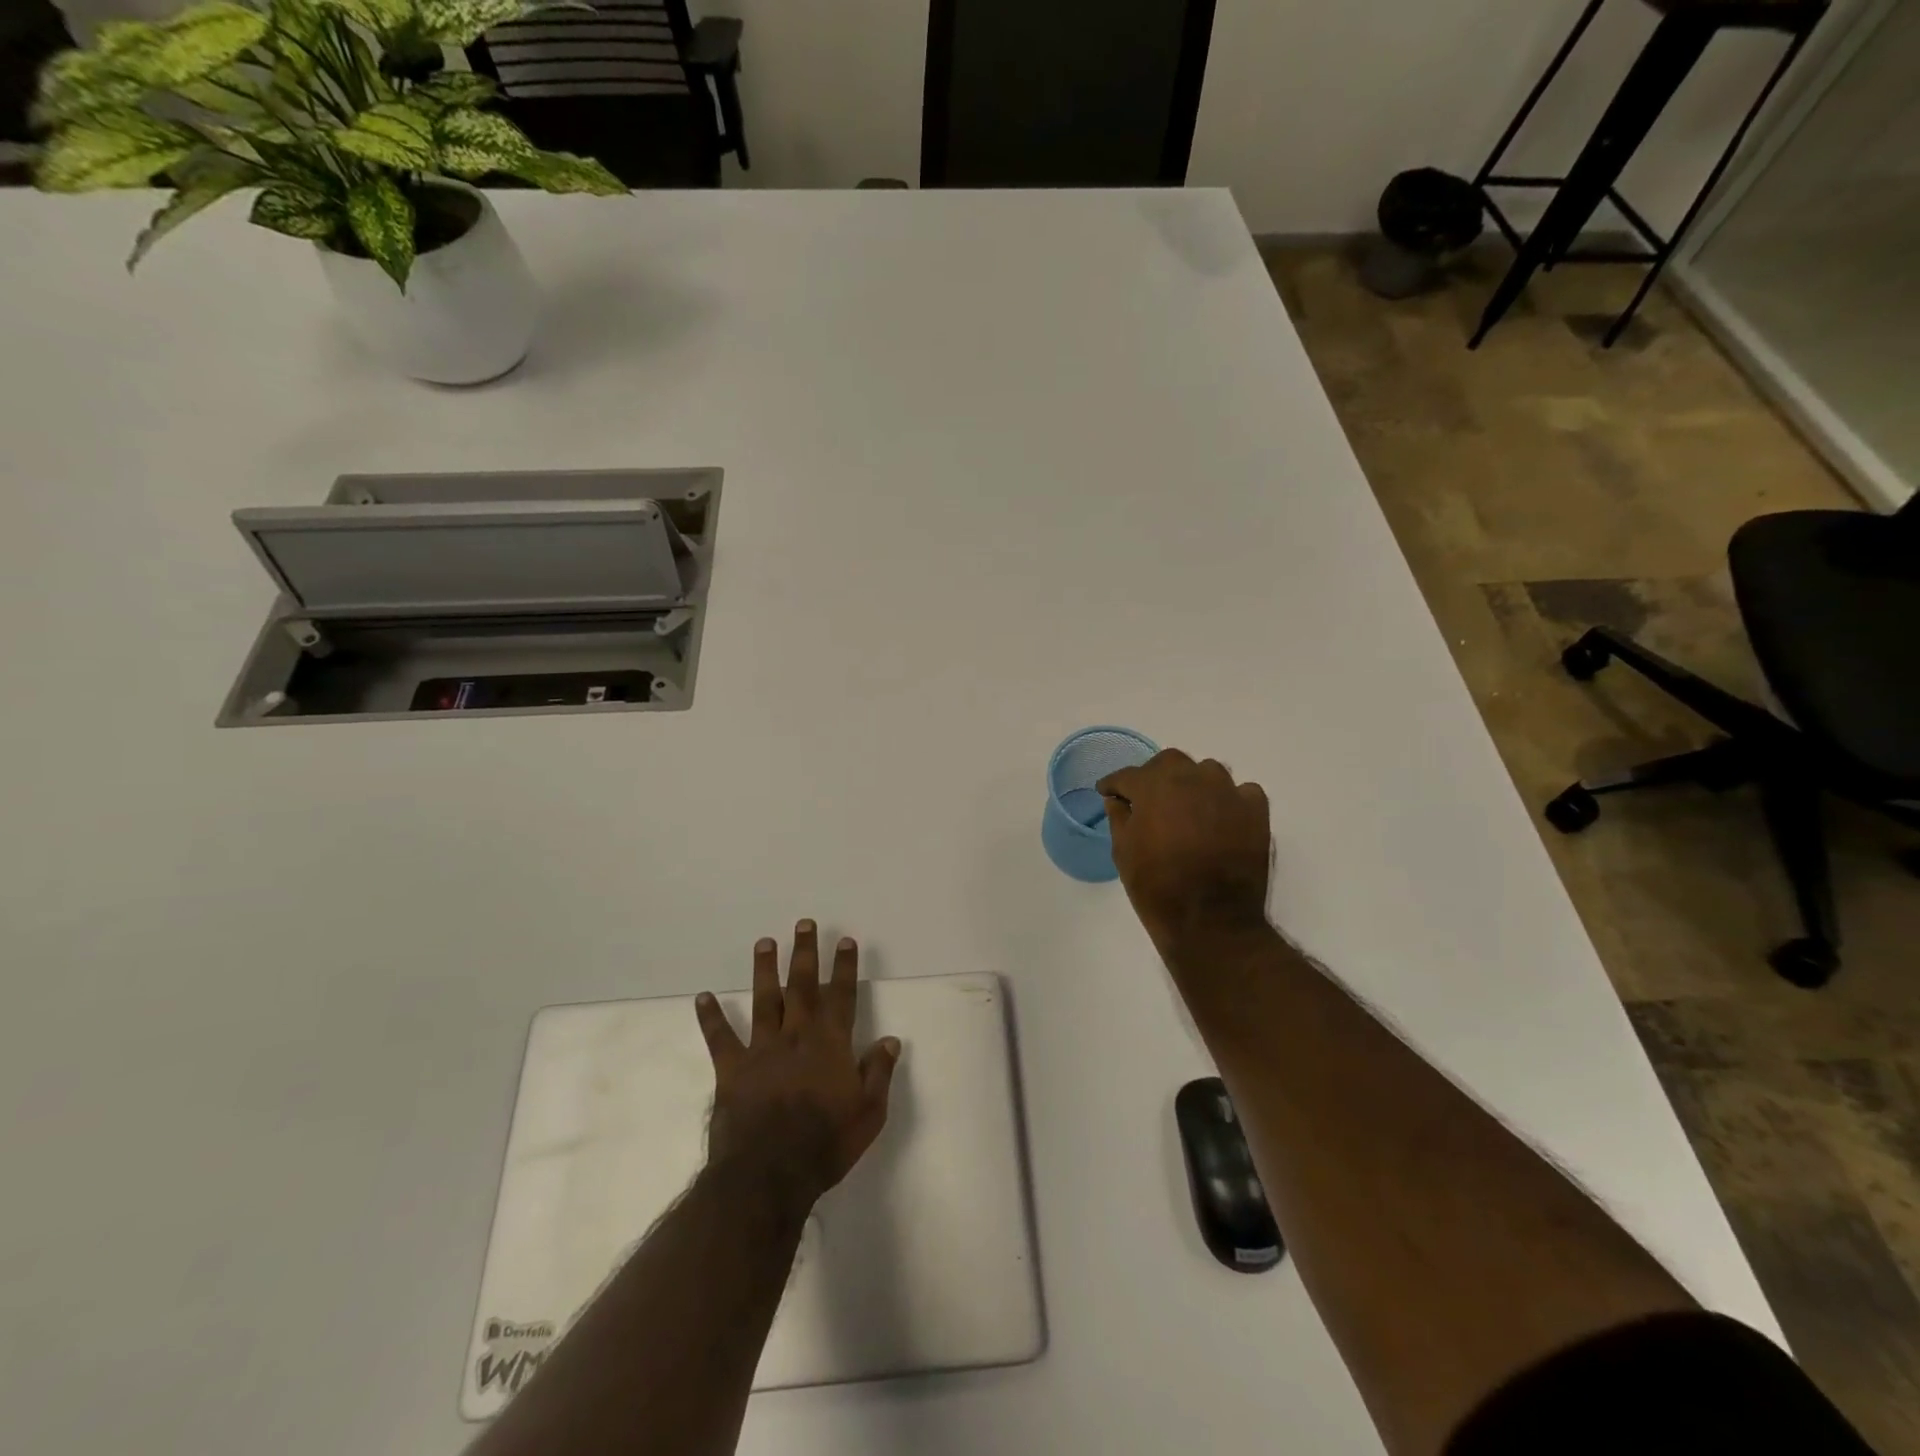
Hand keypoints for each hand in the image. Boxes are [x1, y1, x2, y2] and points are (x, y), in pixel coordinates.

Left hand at [695, 921, 901, 1210]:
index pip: (842, 996)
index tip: (845, 940)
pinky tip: (703, 997)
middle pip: (803, 986)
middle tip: (803, 923)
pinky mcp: (732, 1069)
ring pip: (765, 1000)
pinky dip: (711, 1017)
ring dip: (765, 970)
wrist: (769, 1174)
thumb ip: (879, 1073)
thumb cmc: (825, 1144)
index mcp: (831, 1044)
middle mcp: (797, 1036)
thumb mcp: (869, 1113)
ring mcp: (762, 1049)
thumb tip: (891, 1040)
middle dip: (805, 953)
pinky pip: (720, 1038)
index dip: (844, 967)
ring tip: (764, 942)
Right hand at [1097, 749, 1272, 967]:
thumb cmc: (1157, 887)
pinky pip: (1241, 792)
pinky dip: (1229, 801)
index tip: (1108, 792)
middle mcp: (1192, 778)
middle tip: (1148, 799)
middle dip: (1155, 776)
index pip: (1128, 775)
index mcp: (1154, 786)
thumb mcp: (1124, 852)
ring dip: (1193, 784)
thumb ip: (1119, 818)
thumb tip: (1117, 800)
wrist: (1211, 921)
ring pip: (1207, 772)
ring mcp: (1228, 792)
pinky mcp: (1255, 811)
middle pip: (1170, 762)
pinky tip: (1221, 819)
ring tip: (1187, 808)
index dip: (1114, 784)